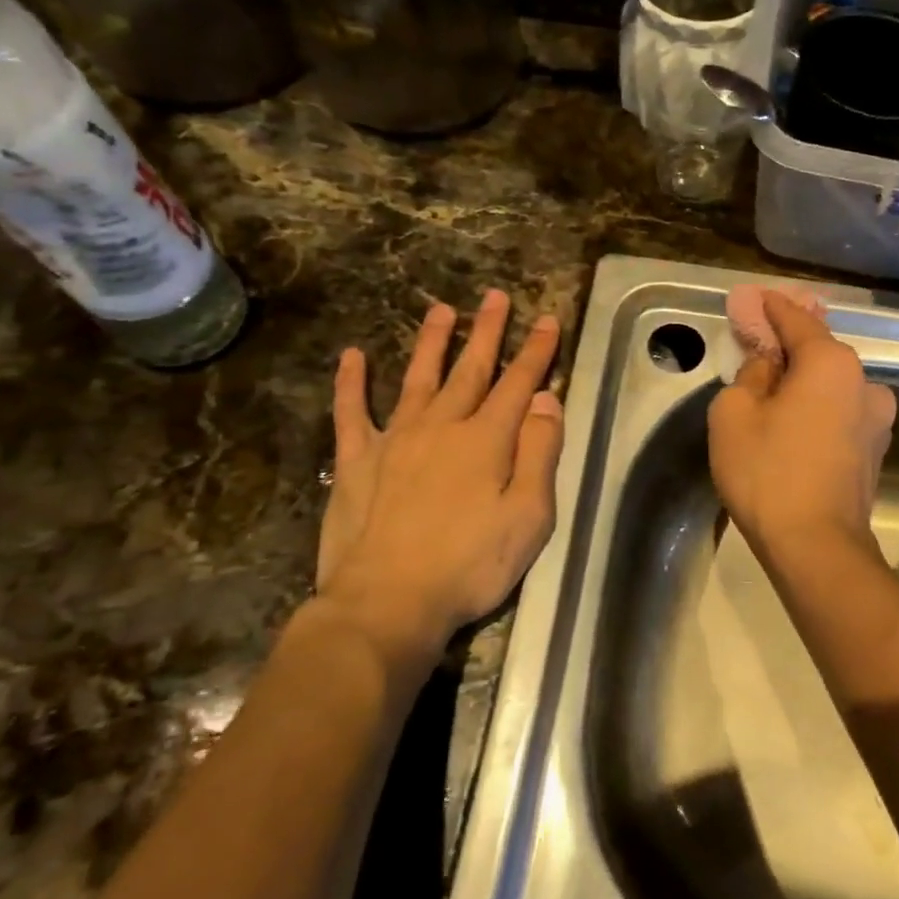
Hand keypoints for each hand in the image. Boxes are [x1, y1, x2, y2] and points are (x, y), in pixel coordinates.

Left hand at [312, 290, 563, 654]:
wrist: (387, 602)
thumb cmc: (470, 564)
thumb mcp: (529, 516)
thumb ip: (539, 453)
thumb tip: (546, 400)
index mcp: (487, 439)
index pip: (519, 383)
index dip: (536, 351)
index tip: (547, 319)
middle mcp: (442, 425)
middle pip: (471, 369)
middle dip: (487, 331)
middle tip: (495, 296)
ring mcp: (395, 439)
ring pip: (418, 378)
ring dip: (432, 342)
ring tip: (442, 309)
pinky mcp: (356, 461)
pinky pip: (352, 412)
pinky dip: (352, 383)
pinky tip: (352, 356)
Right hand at [708, 290, 895, 561]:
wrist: (816, 546)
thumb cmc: (768, 472)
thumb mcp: (734, 413)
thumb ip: (750, 375)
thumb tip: (769, 366)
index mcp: (832, 363)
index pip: (798, 320)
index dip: (773, 307)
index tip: (757, 297)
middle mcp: (865, 383)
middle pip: (819, 353)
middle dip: (789, 348)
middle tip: (759, 346)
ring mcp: (877, 420)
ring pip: (832, 387)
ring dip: (805, 384)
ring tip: (774, 395)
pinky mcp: (875, 451)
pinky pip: (840, 414)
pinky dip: (818, 410)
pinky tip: (794, 426)